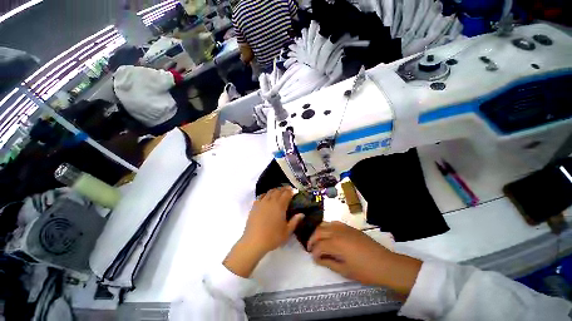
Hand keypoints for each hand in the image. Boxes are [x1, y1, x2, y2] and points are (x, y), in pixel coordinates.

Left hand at [242, 187, 303, 253]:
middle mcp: (271, 201)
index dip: (291, 191)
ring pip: (270, 192)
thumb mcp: (287, 231)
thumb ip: (295, 221)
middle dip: (284, 189)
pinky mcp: (255, 206)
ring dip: (275, 190)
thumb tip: (302, 214)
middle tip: (288, 189)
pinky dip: (266, 194)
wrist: (254, 241)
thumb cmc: (272, 237)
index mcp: (280, 205)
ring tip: (279, 191)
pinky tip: (267, 197)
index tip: (294, 191)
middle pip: (278, 191)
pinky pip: (261, 196)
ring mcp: (262, 202)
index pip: (287, 194)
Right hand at [308, 222, 421, 294]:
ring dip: (318, 231)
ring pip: (324, 224)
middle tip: (310, 248)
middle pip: (318, 231)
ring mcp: (343, 227)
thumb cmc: (364, 271)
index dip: (314, 252)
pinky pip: (333, 223)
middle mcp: (336, 232)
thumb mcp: (344, 271)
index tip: (313, 258)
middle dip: (312, 239)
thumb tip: (317, 258)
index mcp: (335, 244)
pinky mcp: (348, 227)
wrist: (384, 263)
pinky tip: (328, 233)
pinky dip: (327, 227)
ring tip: (317, 240)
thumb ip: (328, 263)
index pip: (318, 246)